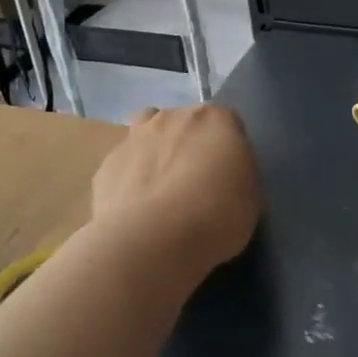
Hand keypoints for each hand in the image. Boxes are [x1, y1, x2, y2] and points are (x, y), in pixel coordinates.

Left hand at [91, 104, 261, 275]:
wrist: (154, 239)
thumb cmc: (217, 215)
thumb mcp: (251, 196)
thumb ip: (238, 173)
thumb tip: (225, 174)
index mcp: (214, 119)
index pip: (227, 122)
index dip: (228, 149)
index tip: (229, 177)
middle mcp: (172, 117)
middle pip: (183, 123)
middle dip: (188, 145)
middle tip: (195, 184)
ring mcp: (134, 137)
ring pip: (146, 133)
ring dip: (154, 151)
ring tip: (160, 190)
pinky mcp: (106, 165)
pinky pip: (123, 166)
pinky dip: (130, 180)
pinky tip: (135, 210)